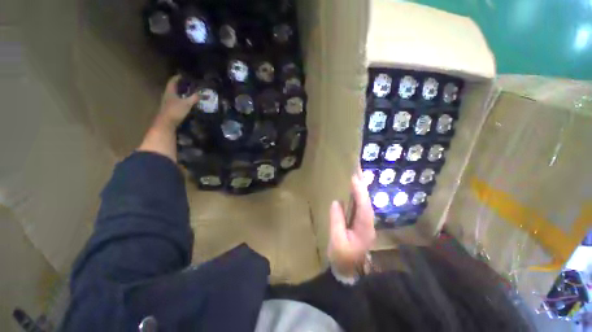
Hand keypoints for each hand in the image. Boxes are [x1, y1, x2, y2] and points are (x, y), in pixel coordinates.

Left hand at [154, 75, 198, 129]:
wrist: (166, 123)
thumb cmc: (175, 111)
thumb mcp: (187, 104)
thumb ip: (194, 98)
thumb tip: (202, 94)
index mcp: (170, 91)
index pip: (173, 81)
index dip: (178, 77)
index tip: (185, 75)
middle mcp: (168, 95)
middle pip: (174, 87)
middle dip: (181, 85)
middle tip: (190, 84)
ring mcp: (168, 102)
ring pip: (175, 94)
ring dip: (182, 93)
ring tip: (190, 93)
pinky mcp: (170, 108)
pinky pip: (176, 101)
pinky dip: (182, 99)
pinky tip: (187, 102)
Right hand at [328, 170, 375, 276]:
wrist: (348, 269)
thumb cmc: (342, 256)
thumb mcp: (337, 240)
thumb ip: (337, 221)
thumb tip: (336, 202)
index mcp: (365, 229)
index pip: (364, 207)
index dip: (360, 193)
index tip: (355, 179)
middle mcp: (368, 223)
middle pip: (367, 202)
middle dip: (363, 186)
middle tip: (358, 171)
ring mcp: (365, 223)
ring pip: (364, 203)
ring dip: (361, 189)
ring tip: (357, 175)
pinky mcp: (360, 222)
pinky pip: (360, 206)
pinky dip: (357, 195)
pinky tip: (354, 188)